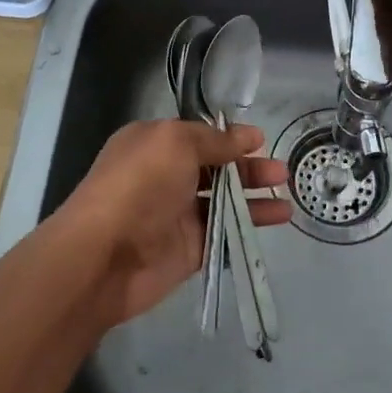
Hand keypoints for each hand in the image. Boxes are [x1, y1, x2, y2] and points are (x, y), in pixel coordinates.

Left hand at [50, 119, 290, 324]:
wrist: (104, 255)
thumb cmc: (138, 185)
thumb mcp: (176, 143)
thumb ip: (214, 140)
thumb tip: (246, 136)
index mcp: (154, 145)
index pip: (198, 136)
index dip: (229, 138)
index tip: (260, 140)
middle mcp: (165, 176)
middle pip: (214, 168)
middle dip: (248, 168)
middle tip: (281, 173)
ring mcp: (176, 214)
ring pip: (223, 201)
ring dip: (254, 197)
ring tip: (287, 198)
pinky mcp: (188, 249)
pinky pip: (224, 233)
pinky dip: (249, 226)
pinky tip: (277, 221)